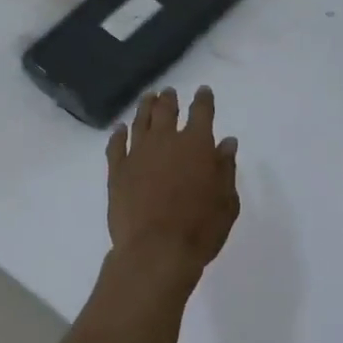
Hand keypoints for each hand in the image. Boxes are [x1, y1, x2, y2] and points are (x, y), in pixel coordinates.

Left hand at [107, 87, 239, 278]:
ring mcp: (137, 154)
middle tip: (169, 92)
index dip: (203, 100)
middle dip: (169, 99)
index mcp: (196, 144)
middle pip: (166, 111)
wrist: (155, 250)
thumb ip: (225, 168)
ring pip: (140, 122)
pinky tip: (119, 129)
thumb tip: (226, 142)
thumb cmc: (200, 229)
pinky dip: (117, 134)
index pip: (201, 112)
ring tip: (148, 98)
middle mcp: (165, 141)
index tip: (203, 91)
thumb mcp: (226, 201)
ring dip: (145, 108)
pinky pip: (116, 145)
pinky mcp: (117, 171)